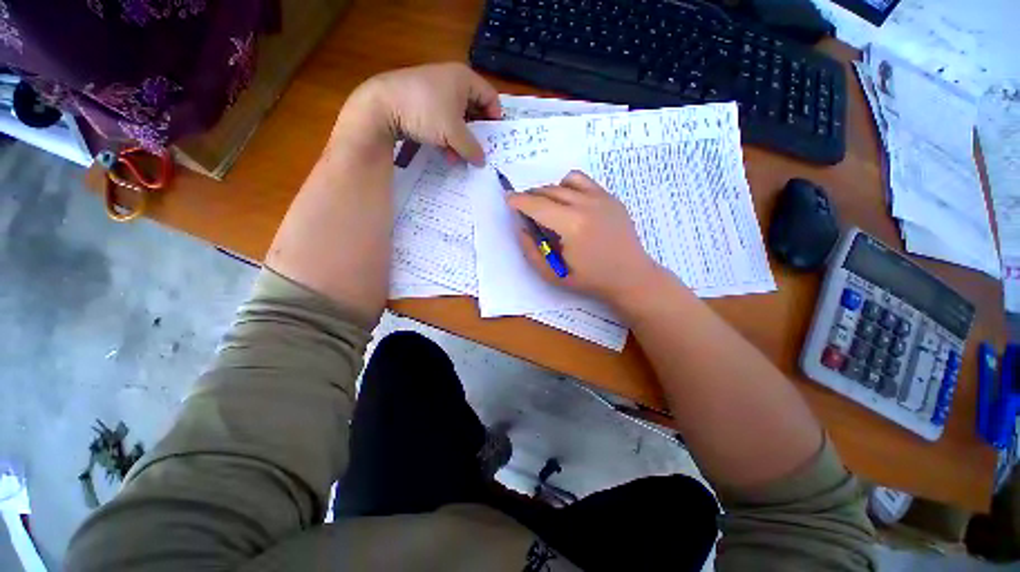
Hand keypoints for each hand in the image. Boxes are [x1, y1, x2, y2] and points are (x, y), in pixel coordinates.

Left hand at [332, 63, 501, 164]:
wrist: (381, 106)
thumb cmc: (425, 111)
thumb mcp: (453, 133)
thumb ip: (472, 148)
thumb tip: (483, 161)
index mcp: (464, 79)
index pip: (491, 97)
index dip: (495, 119)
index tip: (495, 140)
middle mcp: (451, 82)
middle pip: (474, 111)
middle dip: (477, 135)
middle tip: (480, 152)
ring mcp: (435, 93)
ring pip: (458, 120)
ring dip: (461, 141)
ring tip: (460, 158)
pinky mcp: (422, 105)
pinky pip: (443, 123)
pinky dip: (447, 139)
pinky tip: (446, 155)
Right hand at [506, 171, 666, 307]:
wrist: (631, 276)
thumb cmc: (590, 280)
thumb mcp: (553, 275)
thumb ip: (531, 251)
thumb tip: (521, 228)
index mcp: (571, 225)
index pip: (537, 205)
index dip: (518, 200)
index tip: (508, 200)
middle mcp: (586, 205)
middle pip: (549, 190)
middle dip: (531, 196)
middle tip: (525, 209)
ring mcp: (601, 198)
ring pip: (565, 181)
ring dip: (550, 190)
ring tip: (548, 206)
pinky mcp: (611, 197)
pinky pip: (584, 181)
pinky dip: (569, 186)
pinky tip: (570, 203)